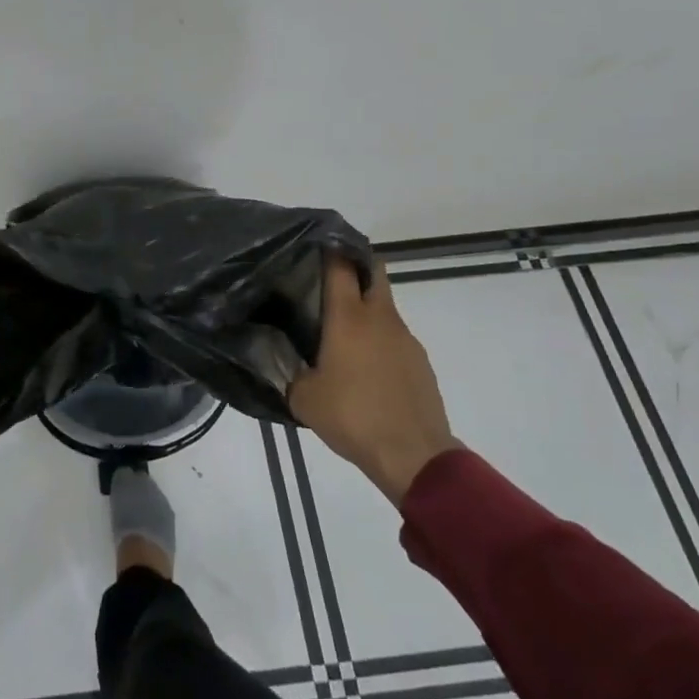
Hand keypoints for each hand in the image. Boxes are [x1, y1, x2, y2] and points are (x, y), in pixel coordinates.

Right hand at [290, 252, 458, 505]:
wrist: (414, 456)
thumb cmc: (352, 417)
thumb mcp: (303, 397)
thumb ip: (288, 369)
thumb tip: (278, 356)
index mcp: (348, 318)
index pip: (340, 265)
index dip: (329, 248)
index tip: (313, 242)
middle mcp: (379, 318)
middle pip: (373, 272)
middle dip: (354, 265)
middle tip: (328, 275)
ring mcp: (405, 338)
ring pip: (384, 307)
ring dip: (365, 308)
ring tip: (340, 332)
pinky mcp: (420, 361)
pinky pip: (394, 337)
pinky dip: (379, 339)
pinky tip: (363, 366)